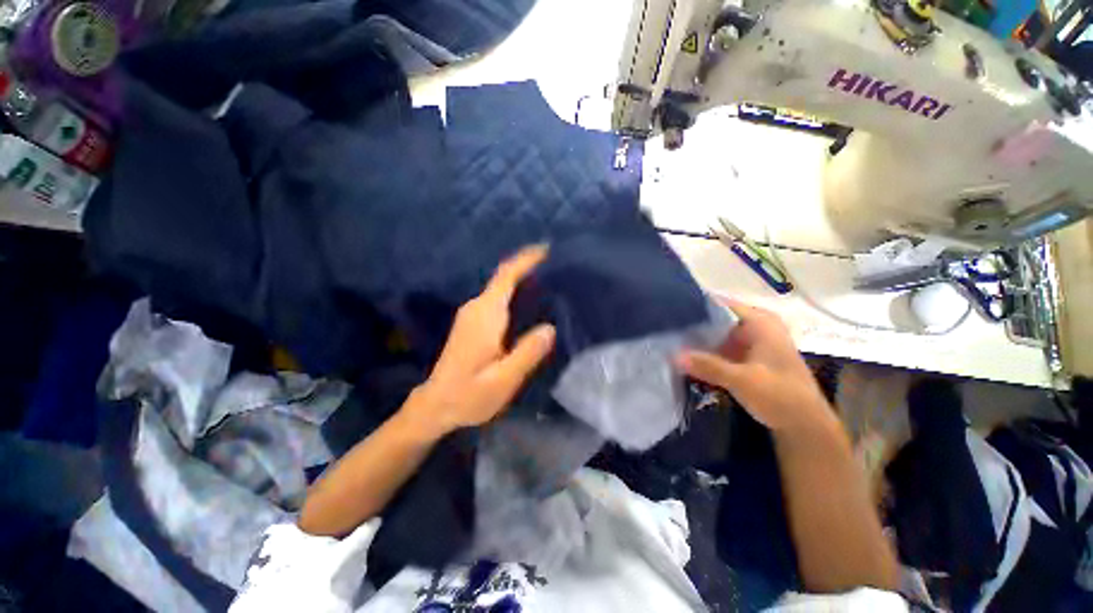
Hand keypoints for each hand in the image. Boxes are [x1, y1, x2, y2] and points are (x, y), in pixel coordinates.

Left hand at [401, 245, 556, 439]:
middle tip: (558, 267)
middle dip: (528, 267)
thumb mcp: (503, 380)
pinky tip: (530, 301)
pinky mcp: (472, 323)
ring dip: (522, 279)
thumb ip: (527, 353)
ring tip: (550, 280)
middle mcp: (476, 308)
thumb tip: (550, 328)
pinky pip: (497, 298)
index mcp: (485, 315)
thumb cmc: (469, 395)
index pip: (505, 277)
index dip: (525, 260)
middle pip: (503, 278)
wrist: (435, 406)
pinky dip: (514, 292)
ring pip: (500, 287)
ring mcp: (472, 315)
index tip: (547, 249)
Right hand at [677, 299, 833, 434]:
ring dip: (697, 339)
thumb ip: (709, 366)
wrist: (806, 426)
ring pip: (717, 333)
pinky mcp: (747, 357)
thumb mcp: (743, 380)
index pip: (721, 304)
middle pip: (716, 318)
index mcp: (760, 323)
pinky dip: (706, 351)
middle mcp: (755, 327)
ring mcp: (751, 342)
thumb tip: (674, 356)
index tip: (669, 310)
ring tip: (669, 340)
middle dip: (692, 324)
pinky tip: (686, 355)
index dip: (696, 305)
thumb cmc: (781, 396)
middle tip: (665, 328)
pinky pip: (720, 347)